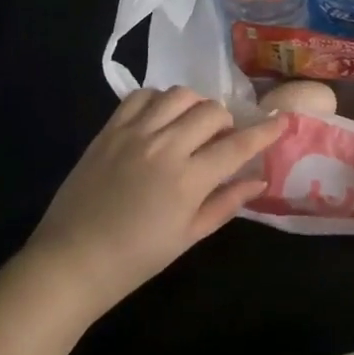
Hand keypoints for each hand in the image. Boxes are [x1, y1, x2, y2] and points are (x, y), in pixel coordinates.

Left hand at [22, 88, 283, 315]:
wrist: (72, 260)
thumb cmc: (135, 259)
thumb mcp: (188, 238)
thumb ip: (226, 204)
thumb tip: (259, 181)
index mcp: (188, 180)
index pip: (238, 144)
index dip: (265, 131)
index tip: (281, 119)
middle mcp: (165, 146)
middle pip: (211, 111)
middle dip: (226, 121)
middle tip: (222, 138)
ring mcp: (135, 132)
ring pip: (179, 94)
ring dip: (195, 104)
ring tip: (192, 123)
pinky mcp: (111, 128)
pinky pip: (142, 95)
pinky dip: (159, 99)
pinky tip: (160, 117)